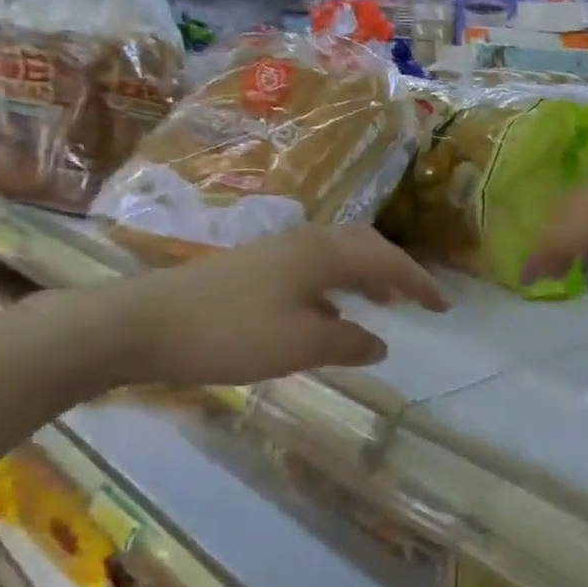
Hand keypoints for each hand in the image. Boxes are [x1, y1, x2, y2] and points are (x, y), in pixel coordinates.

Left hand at [91, 226, 447, 387]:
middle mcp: (302, 242)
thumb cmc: (231, 333)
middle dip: (394, 270)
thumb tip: (380, 343)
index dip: (418, 282)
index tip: (444, 305)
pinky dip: (336, 286)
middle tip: (415, 298)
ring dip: (365, 275)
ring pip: (336, 256)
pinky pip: (313, 269)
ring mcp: (274, 252)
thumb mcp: (300, 344)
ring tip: (382, 301)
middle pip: (362, 246)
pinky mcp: (252, 268)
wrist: (144, 324)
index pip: (386, 259)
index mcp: (322, 254)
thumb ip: (348, 342)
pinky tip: (329, 312)